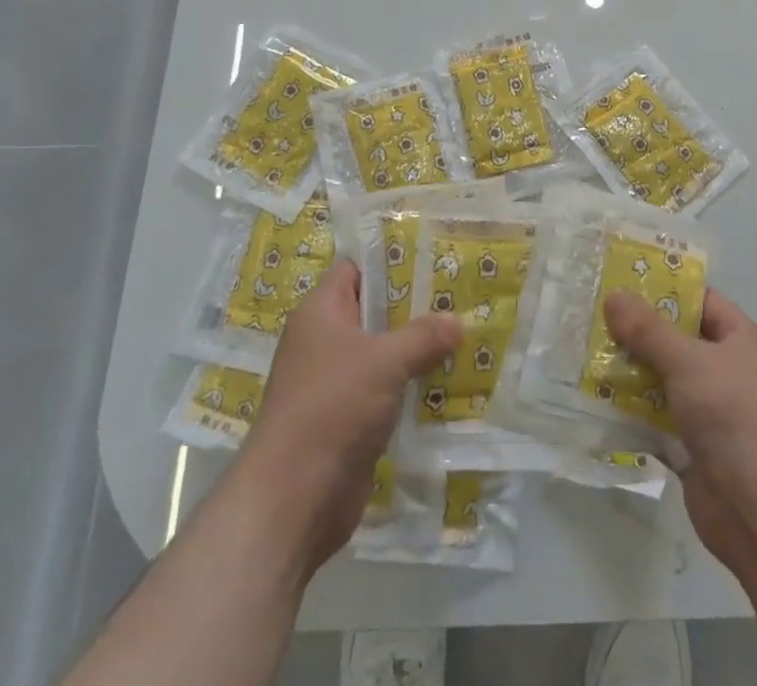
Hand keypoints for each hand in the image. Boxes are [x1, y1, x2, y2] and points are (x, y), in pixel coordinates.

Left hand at [227, 260, 458, 571]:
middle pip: (373, 311)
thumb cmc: (333, 406)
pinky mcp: (345, 420)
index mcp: (320, 312)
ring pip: (381, 353)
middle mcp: (323, 341)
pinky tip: (445, 383)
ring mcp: (333, 383)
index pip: (356, 269)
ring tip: (462, 336)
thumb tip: (457, 321)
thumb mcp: (385, 361)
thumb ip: (424, 336)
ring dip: (415, 350)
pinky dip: (408, 387)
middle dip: (413, 307)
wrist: (293, 498)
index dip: (390, 261)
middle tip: (459, 297)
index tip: (432, 258)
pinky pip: (383, 391)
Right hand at [604, 289, 756, 590]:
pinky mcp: (695, 452)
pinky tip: (596, 404)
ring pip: (664, 383)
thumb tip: (614, 294)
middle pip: (677, 342)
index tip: (621, 283)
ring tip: (584, 358)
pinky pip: (658, 422)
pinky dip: (632, 414)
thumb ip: (649, 330)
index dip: (664, 290)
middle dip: (637, 334)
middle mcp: (728, 373)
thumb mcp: (689, 361)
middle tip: (592, 320)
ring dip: (630, 374)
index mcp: (741, 341)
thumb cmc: (737, 417)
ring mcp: (712, 414)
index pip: (701, 301)